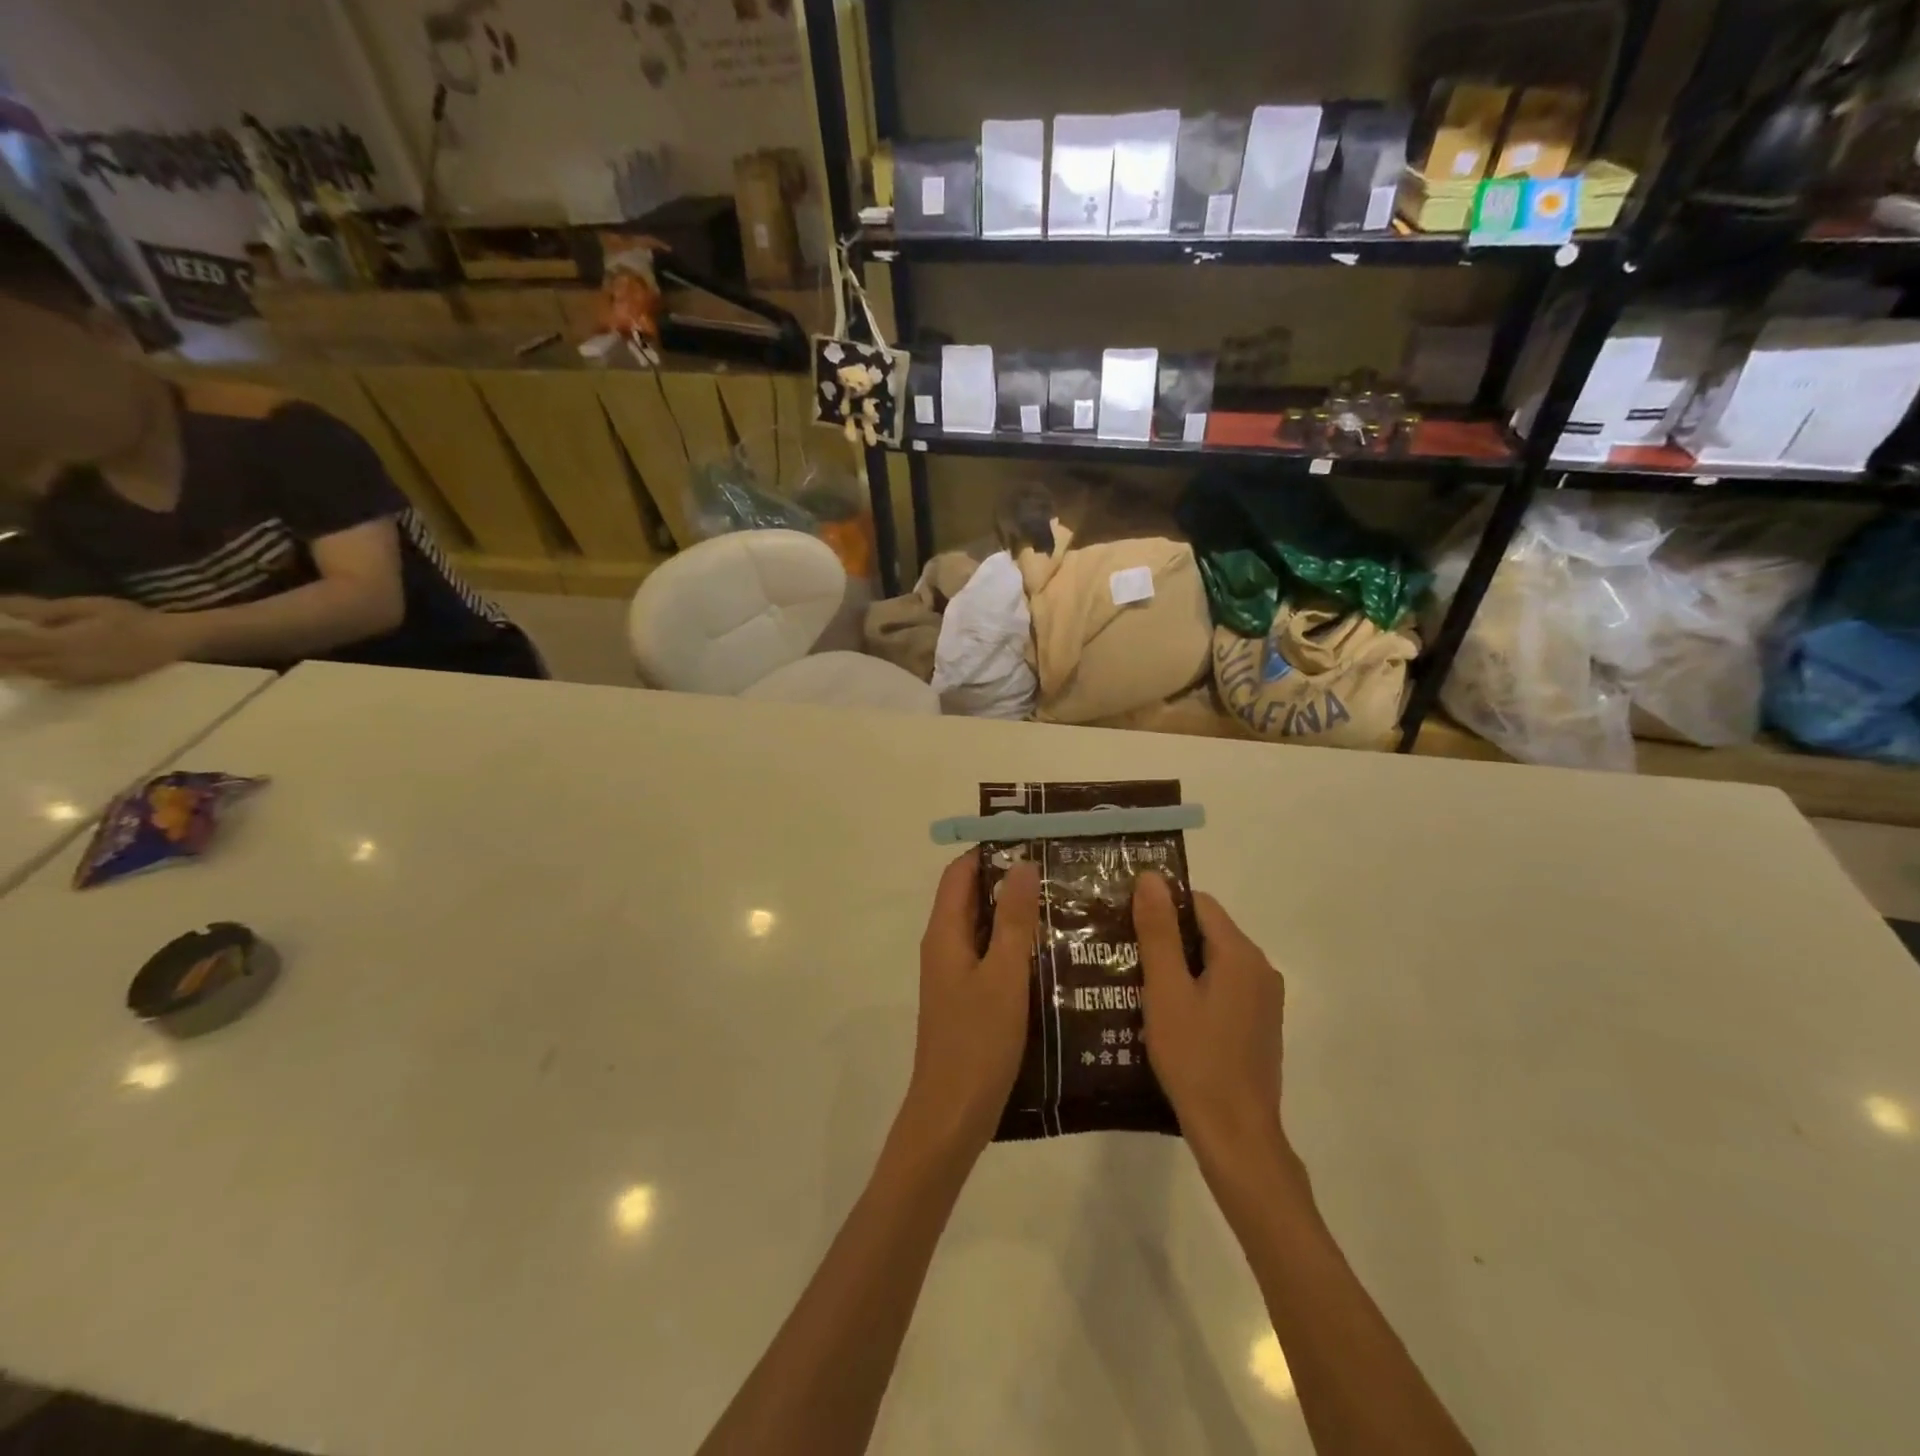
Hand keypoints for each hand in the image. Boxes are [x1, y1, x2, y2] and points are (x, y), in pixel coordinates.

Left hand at [0, 596, 185, 683]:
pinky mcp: (90, 680)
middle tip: (1, 644)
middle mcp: (62, 662)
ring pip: (28, 673)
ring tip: (7, 657)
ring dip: (11, 666)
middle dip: (1, 654)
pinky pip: (50, 678)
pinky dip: (32, 672)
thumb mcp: (89, 606)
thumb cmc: (133, 618)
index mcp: (58, 641)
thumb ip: (44, 609)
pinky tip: (29, 666)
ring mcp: (77, 674)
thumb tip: (2, 606)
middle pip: (12, 663)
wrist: (172, 640)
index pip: (6, 644)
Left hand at [901, 850, 1040, 1156]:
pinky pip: (990, 957)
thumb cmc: (978, 1042)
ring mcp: (954, 975)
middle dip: (1009, 880)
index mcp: (945, 933)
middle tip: (1058, 871)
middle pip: (972, 897)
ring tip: (1064, 904)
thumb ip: (1012, 920)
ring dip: (1015, 913)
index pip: (960, 873)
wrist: (952, 1115)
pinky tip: (1052, 953)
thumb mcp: (1003, 975)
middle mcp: (944, 947)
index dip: (991, 851)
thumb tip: (1021, 864)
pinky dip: (1014, 945)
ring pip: (984, 928)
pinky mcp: (967, 999)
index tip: (1032, 841)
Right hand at [1134, 872, 1287, 1162]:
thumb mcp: (1166, 991)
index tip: (1125, 920)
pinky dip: (1194, 988)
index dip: (1161, 905)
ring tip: (1135, 980)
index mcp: (1241, 954)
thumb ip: (1158, 932)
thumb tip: (1151, 877)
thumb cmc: (1195, 1058)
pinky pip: (1222, 988)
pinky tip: (1165, 1012)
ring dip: (1178, 965)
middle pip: (1207, 931)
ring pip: (1213, 961)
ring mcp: (1263, 1000)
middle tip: (1123, 951)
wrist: (1236, 1136)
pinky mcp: (1259, 1025)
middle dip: (1166, 936)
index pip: (1199, 903)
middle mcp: (1260, 969)